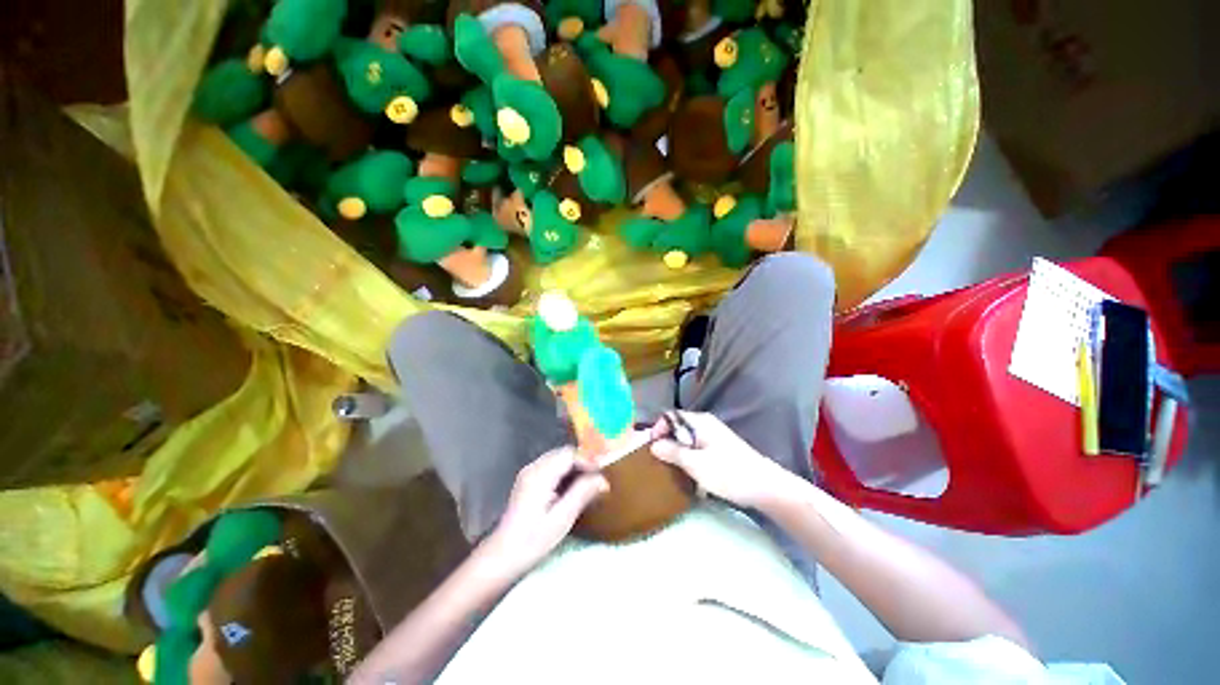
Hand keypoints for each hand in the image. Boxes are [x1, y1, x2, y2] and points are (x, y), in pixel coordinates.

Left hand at [481, 447, 608, 577]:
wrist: (502, 556)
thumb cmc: (532, 540)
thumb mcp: (561, 519)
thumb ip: (582, 494)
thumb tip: (602, 479)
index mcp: (541, 475)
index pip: (569, 455)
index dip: (588, 460)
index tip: (603, 472)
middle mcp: (533, 468)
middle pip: (563, 454)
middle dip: (583, 462)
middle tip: (599, 477)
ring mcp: (529, 473)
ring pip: (558, 459)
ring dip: (574, 467)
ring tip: (589, 482)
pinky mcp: (528, 481)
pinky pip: (551, 467)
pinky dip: (565, 472)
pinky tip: (572, 488)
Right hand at [650, 412, 800, 509]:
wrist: (765, 487)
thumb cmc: (728, 473)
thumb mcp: (695, 464)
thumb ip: (672, 452)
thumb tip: (653, 445)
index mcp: (700, 422)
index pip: (671, 416)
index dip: (658, 428)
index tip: (650, 447)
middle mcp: (706, 424)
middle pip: (678, 426)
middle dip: (665, 440)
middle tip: (656, 459)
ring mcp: (714, 436)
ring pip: (687, 438)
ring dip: (676, 450)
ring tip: (668, 467)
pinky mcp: (720, 449)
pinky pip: (696, 447)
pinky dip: (688, 456)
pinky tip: (687, 472)